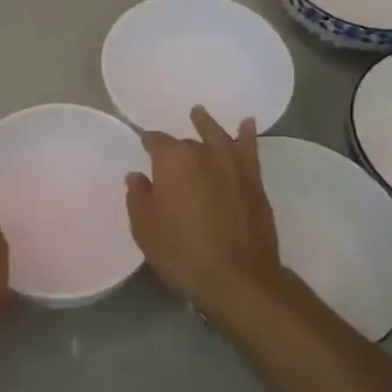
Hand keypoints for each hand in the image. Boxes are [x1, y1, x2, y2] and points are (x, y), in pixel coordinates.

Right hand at [126, 106, 285, 330]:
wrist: (239, 278)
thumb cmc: (183, 255)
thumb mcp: (146, 231)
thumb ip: (138, 199)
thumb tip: (137, 176)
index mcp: (172, 162)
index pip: (155, 142)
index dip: (147, 143)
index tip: (142, 147)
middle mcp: (203, 154)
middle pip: (186, 142)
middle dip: (175, 146)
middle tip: (167, 153)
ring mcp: (232, 165)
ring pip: (217, 136)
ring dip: (206, 124)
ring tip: (198, 113)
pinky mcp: (254, 181)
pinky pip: (249, 150)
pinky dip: (247, 135)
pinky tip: (246, 124)